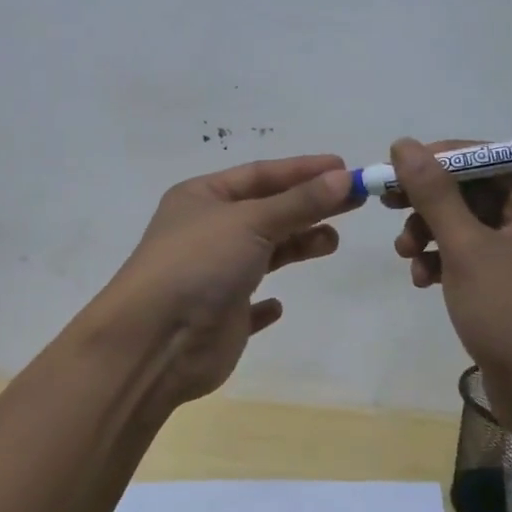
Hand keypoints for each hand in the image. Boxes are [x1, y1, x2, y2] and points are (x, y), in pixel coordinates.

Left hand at [98, 154, 356, 404]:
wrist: (156, 342)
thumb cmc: (199, 264)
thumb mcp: (251, 222)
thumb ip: (298, 202)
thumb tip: (343, 177)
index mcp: (202, 197)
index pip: (259, 174)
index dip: (302, 170)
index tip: (345, 169)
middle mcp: (206, 231)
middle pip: (266, 210)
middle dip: (308, 205)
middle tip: (355, 202)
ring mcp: (212, 274)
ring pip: (263, 252)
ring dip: (296, 244)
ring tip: (331, 241)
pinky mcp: (221, 316)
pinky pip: (249, 303)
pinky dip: (266, 302)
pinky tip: (280, 305)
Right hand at [385, 138, 511, 419]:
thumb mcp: (465, 248)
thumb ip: (433, 193)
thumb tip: (404, 144)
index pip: (487, 158)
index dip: (439, 160)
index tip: (396, 169)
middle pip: (474, 190)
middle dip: (429, 202)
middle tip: (388, 205)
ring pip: (467, 223)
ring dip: (431, 233)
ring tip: (405, 255)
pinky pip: (472, 253)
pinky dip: (444, 260)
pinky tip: (422, 279)